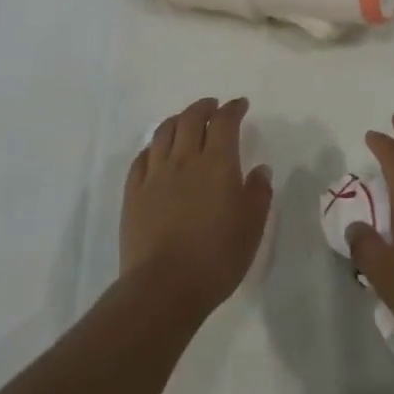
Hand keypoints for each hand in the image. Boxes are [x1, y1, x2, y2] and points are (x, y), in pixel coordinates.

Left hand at [122, 97, 272, 317]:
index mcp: (217, 163)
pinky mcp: (134, 194)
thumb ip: (259, 192)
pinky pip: (142, 158)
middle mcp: (185, 159)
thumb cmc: (217, 256)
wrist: (164, 288)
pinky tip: (157, 152)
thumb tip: (260, 169)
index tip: (240, 105)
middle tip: (213, 107)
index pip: (224, 121)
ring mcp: (155, 175)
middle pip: (191, 118)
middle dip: (204, 107)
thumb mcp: (252, 226)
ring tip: (185, 121)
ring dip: (177, 120)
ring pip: (164, 132)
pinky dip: (153, 147)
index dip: (233, 108)